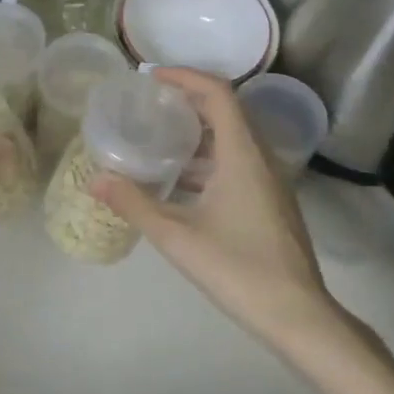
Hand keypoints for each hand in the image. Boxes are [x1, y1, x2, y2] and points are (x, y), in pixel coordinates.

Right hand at [93, 68, 350, 355]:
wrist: (298, 316)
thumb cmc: (238, 268)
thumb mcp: (177, 236)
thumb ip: (134, 204)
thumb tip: (95, 179)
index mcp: (243, 154)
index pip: (217, 93)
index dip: (185, 77)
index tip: (151, 77)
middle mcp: (260, 158)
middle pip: (225, 111)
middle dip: (187, 101)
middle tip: (149, 105)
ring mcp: (269, 181)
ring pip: (232, 140)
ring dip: (197, 133)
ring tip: (158, 139)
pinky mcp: (270, 202)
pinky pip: (237, 162)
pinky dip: (207, 160)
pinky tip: (180, 184)